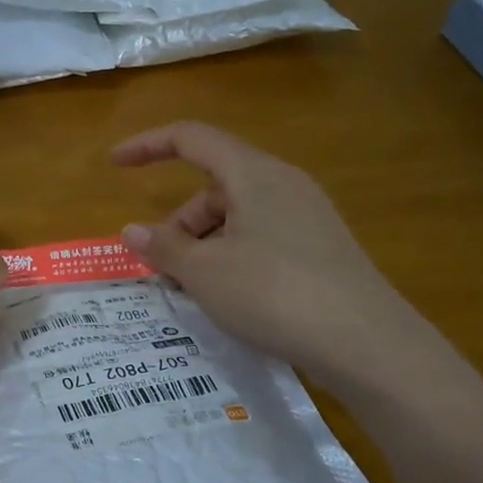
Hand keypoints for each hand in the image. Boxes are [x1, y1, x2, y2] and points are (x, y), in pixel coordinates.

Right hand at [113, 122, 414, 383]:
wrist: (367, 344)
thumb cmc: (273, 293)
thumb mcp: (204, 272)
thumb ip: (163, 247)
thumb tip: (131, 231)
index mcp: (254, 174)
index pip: (191, 138)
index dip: (147, 146)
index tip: (114, 164)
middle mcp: (284, 184)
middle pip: (214, 185)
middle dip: (178, 221)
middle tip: (161, 267)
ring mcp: (307, 216)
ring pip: (238, 215)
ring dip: (204, 244)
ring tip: (192, 290)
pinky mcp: (321, 249)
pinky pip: (261, 237)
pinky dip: (231, 256)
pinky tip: (228, 297)